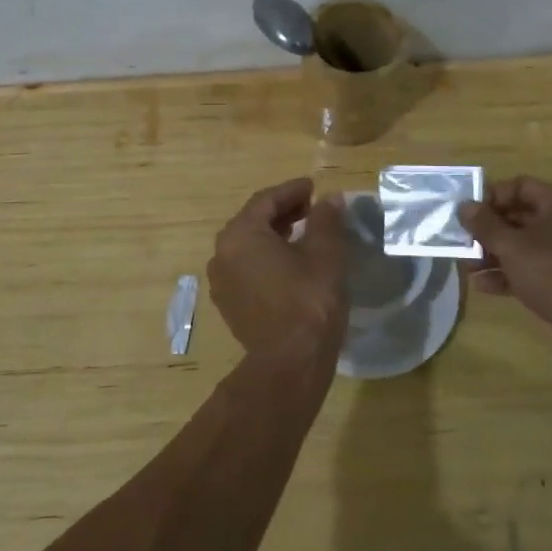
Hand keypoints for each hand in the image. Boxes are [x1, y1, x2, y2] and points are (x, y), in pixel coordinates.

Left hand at [208, 178, 348, 368]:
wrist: (290, 363)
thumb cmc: (309, 301)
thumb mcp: (325, 254)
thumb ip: (326, 220)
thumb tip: (330, 199)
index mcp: (240, 235)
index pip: (266, 200)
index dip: (292, 190)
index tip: (313, 187)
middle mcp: (221, 254)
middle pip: (253, 221)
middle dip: (282, 211)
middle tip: (311, 208)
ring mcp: (222, 282)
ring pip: (249, 246)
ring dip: (274, 235)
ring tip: (304, 233)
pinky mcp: (229, 305)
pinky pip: (247, 269)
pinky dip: (267, 258)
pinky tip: (291, 264)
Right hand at [458, 176, 551, 353]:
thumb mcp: (512, 244)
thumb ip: (484, 224)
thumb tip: (464, 206)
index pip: (520, 186)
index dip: (491, 196)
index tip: (466, 211)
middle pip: (519, 217)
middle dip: (487, 230)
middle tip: (460, 240)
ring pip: (522, 247)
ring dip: (492, 255)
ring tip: (465, 266)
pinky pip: (529, 271)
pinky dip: (506, 275)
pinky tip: (481, 286)